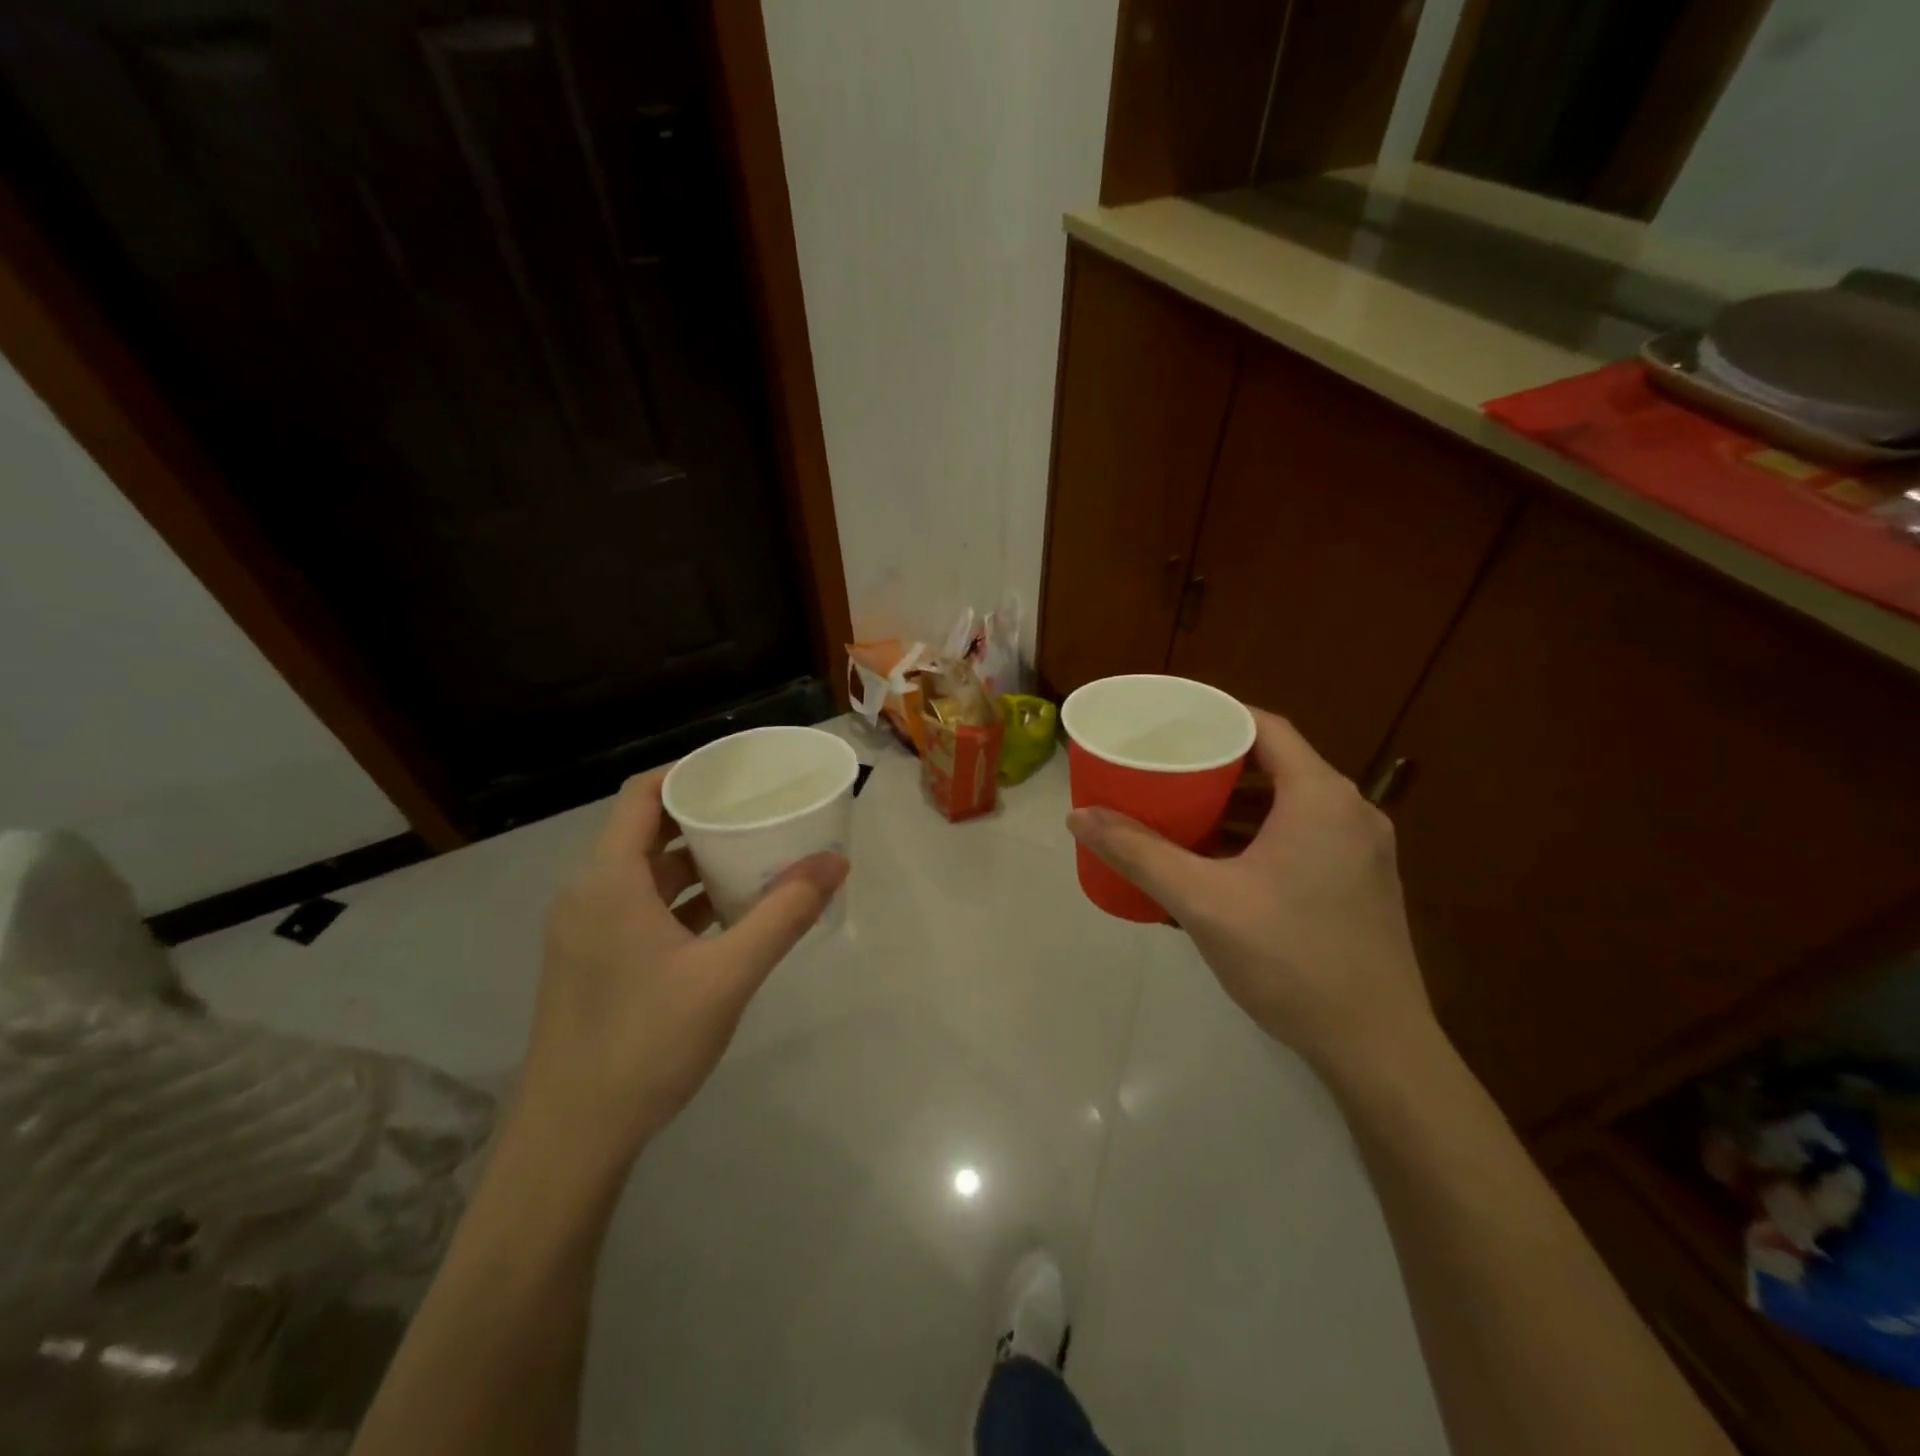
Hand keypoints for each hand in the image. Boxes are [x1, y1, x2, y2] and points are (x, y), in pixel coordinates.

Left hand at [516, 768, 847, 1168]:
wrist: (572, 1138)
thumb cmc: (645, 1044)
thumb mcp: (728, 976)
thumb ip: (784, 915)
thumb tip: (835, 863)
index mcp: (608, 881)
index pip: (643, 795)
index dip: (689, 772)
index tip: (740, 770)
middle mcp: (588, 893)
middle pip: (646, 830)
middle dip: (703, 815)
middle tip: (759, 809)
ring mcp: (585, 930)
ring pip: (644, 872)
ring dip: (694, 859)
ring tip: (752, 853)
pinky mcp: (591, 960)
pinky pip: (639, 906)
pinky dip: (679, 898)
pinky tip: (725, 913)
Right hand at [1067, 710, 1435, 1076]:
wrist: (1376, 1048)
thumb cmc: (1289, 958)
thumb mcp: (1202, 901)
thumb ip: (1139, 853)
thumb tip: (1079, 817)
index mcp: (1320, 797)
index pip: (1266, 728)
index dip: (1217, 716)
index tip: (1170, 722)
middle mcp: (1351, 812)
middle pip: (1277, 764)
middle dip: (1219, 763)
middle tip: (1166, 767)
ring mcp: (1364, 851)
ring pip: (1291, 804)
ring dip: (1240, 804)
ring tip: (1184, 811)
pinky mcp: (1363, 884)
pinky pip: (1305, 836)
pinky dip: (1262, 835)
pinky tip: (1223, 862)